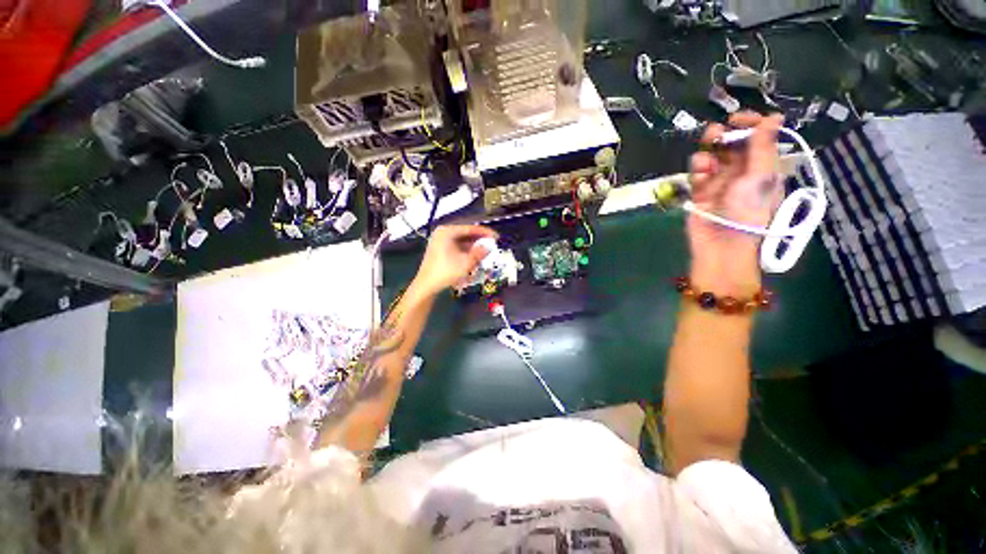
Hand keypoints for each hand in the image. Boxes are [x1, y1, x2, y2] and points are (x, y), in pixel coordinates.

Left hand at [412, 225, 497, 296]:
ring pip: (461, 241)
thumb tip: (490, 246)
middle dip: (479, 240)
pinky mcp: (439, 249)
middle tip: (492, 244)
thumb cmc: (446, 272)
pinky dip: (466, 251)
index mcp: (447, 231)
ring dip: (473, 246)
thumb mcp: (466, 262)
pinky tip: (474, 257)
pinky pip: (456, 246)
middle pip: (465, 234)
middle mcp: (442, 233)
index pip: (470, 228)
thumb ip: (480, 252)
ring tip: (485, 252)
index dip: (484, 232)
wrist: (427, 285)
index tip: (496, 236)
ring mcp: (439, 241)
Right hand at [687, 112, 783, 293]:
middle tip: (716, 133)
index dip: (750, 124)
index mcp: (764, 167)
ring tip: (705, 158)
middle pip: (733, 144)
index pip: (759, 138)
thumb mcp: (761, 177)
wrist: (721, 243)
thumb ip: (763, 147)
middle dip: (724, 136)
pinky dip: (698, 169)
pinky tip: (700, 173)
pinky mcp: (701, 190)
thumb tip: (774, 116)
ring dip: (708, 152)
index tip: (738, 119)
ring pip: (712, 156)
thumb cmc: (748, 211)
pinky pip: (698, 172)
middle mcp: (743, 171)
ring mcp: (720, 181)